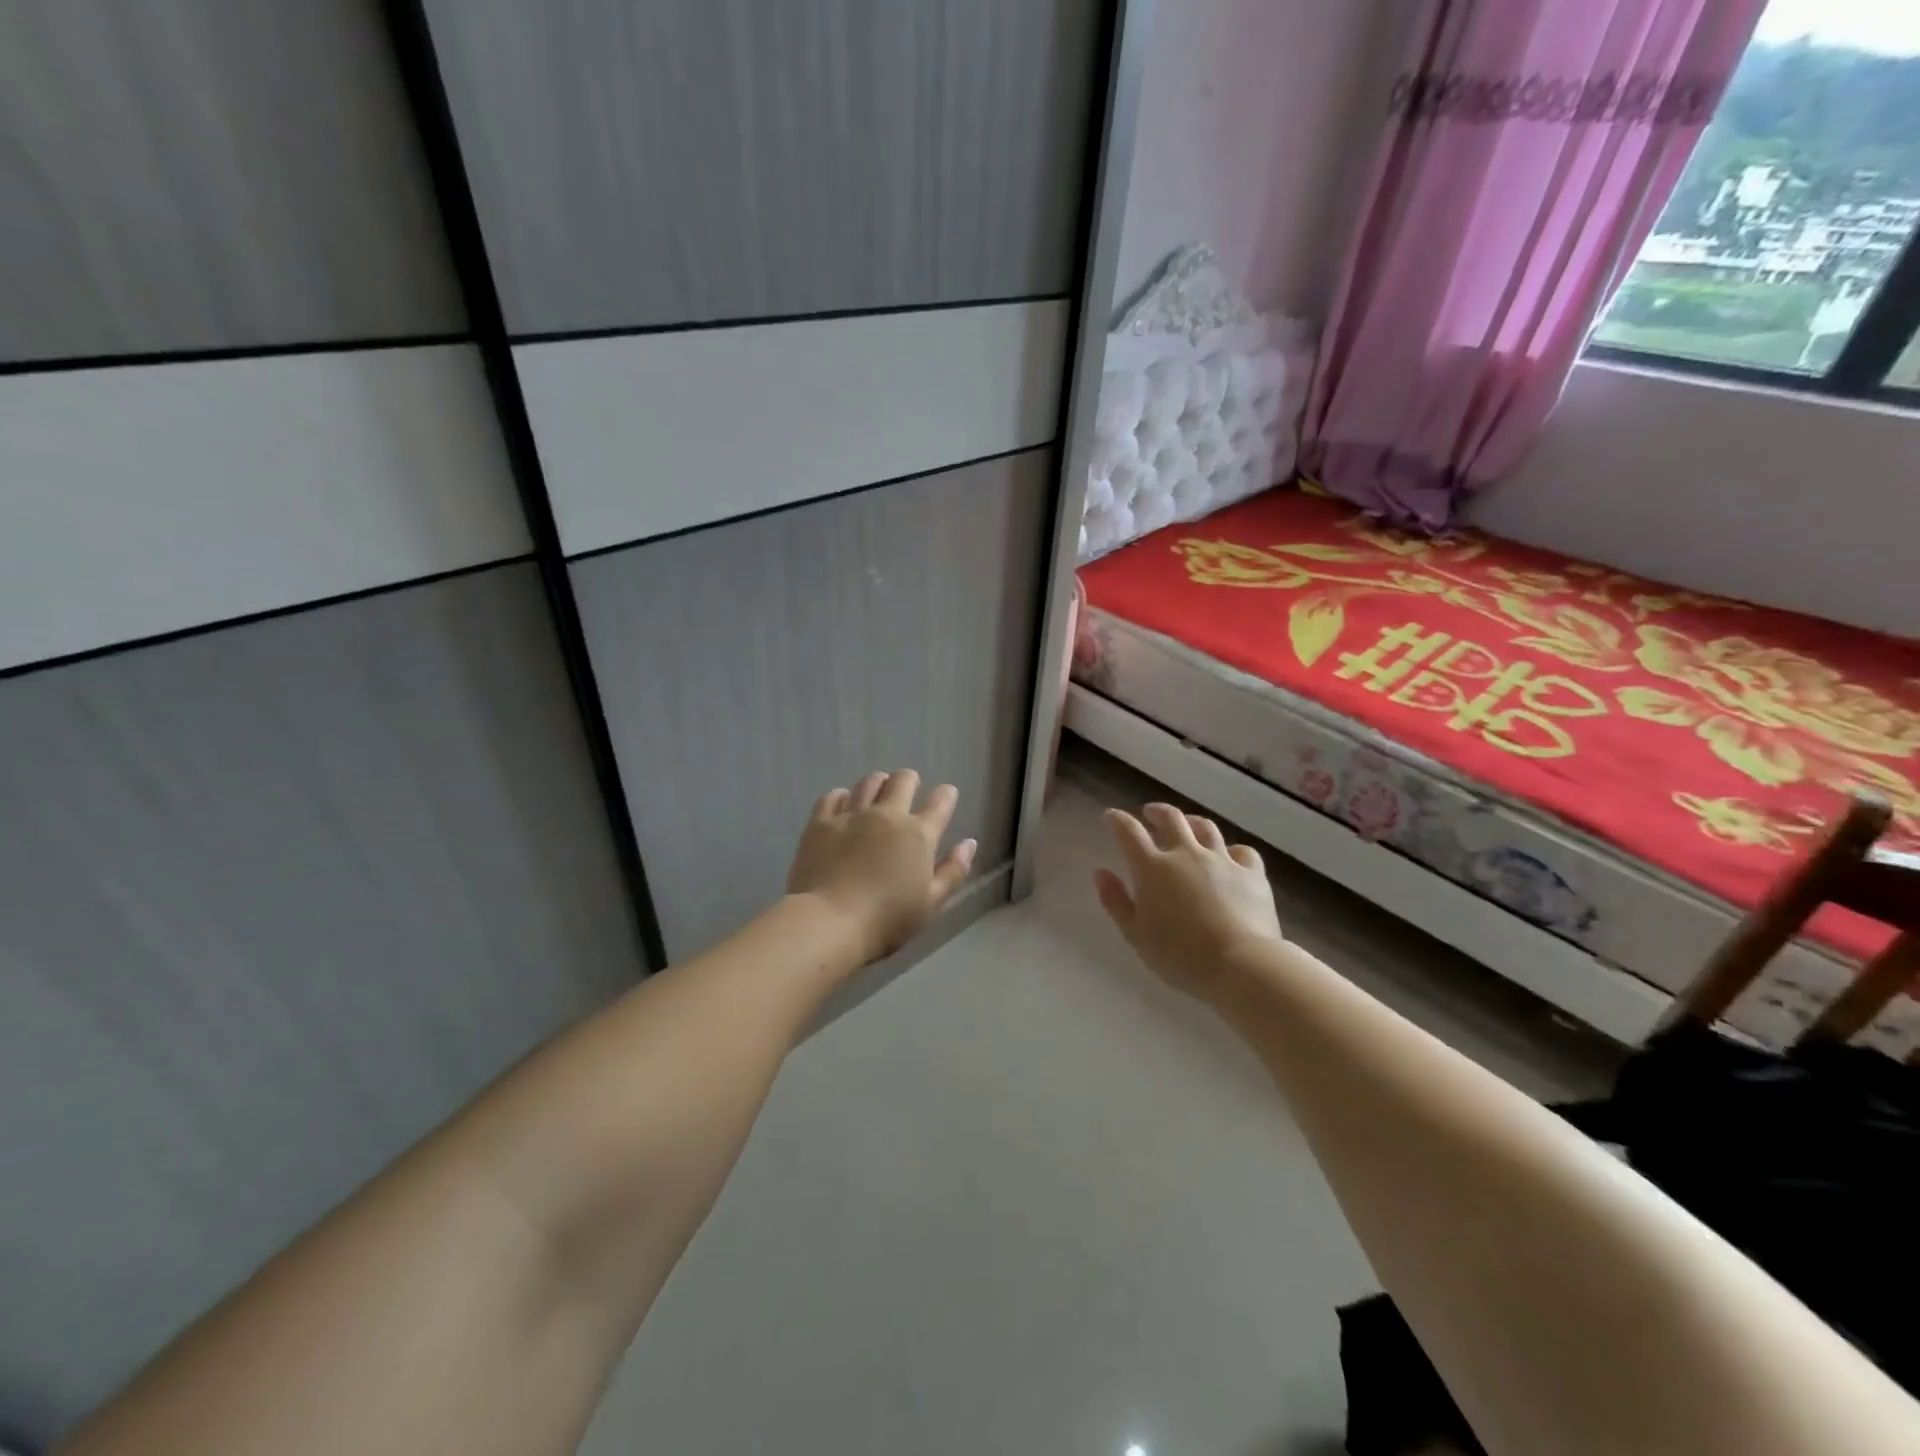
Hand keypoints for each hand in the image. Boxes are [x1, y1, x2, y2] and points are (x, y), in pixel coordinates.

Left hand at [787, 770, 976, 963]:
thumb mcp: (932, 903)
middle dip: (909, 780)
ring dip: (878, 783)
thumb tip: (969, 843)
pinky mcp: (821, 822)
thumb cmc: (888, 920)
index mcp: (919, 835)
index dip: (946, 795)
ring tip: (877, 790)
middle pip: (902, 781)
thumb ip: (953, 871)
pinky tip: (843, 803)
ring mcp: (852, 815)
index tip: (947, 794)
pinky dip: (841, 796)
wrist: (831, 922)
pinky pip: (832, 797)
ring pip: (869, 782)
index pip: (940, 804)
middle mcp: (887, 815)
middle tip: (909, 787)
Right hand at [1094, 803, 1283, 1002]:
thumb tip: (1101, 872)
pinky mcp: (1252, 873)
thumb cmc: (1179, 956)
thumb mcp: (1135, 934)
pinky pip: (1242, 852)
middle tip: (1150, 814)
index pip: (1128, 831)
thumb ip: (1116, 901)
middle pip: (1171, 818)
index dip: (1116, 820)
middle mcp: (1186, 854)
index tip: (1111, 817)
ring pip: (1206, 828)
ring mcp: (1222, 860)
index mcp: (1152, 868)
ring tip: (1188, 825)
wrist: (1241, 966)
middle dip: (1157, 812)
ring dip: (1192, 822)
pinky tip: (1230, 857)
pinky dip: (1232, 851)